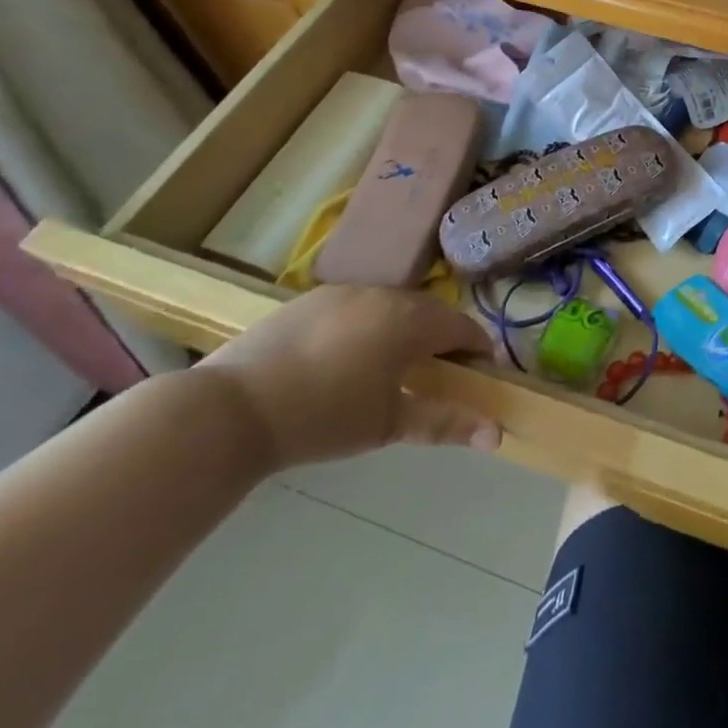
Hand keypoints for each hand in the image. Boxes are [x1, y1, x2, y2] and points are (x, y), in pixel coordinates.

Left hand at [198, 285, 499, 469]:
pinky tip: (344, 359)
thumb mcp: (388, 424)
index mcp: (410, 319)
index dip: (478, 349)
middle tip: (436, 375)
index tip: (480, 375)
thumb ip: (446, 422)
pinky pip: (355, 307)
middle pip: (428, 312)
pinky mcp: (308, 299)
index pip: (462, 326)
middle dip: (440, 339)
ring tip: (390, 368)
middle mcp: (383, 294)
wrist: (230, 410)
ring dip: (402, 330)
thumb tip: (497, 435)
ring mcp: (343, 292)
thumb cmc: (322, 418)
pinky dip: (365, 326)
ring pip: (390, 306)